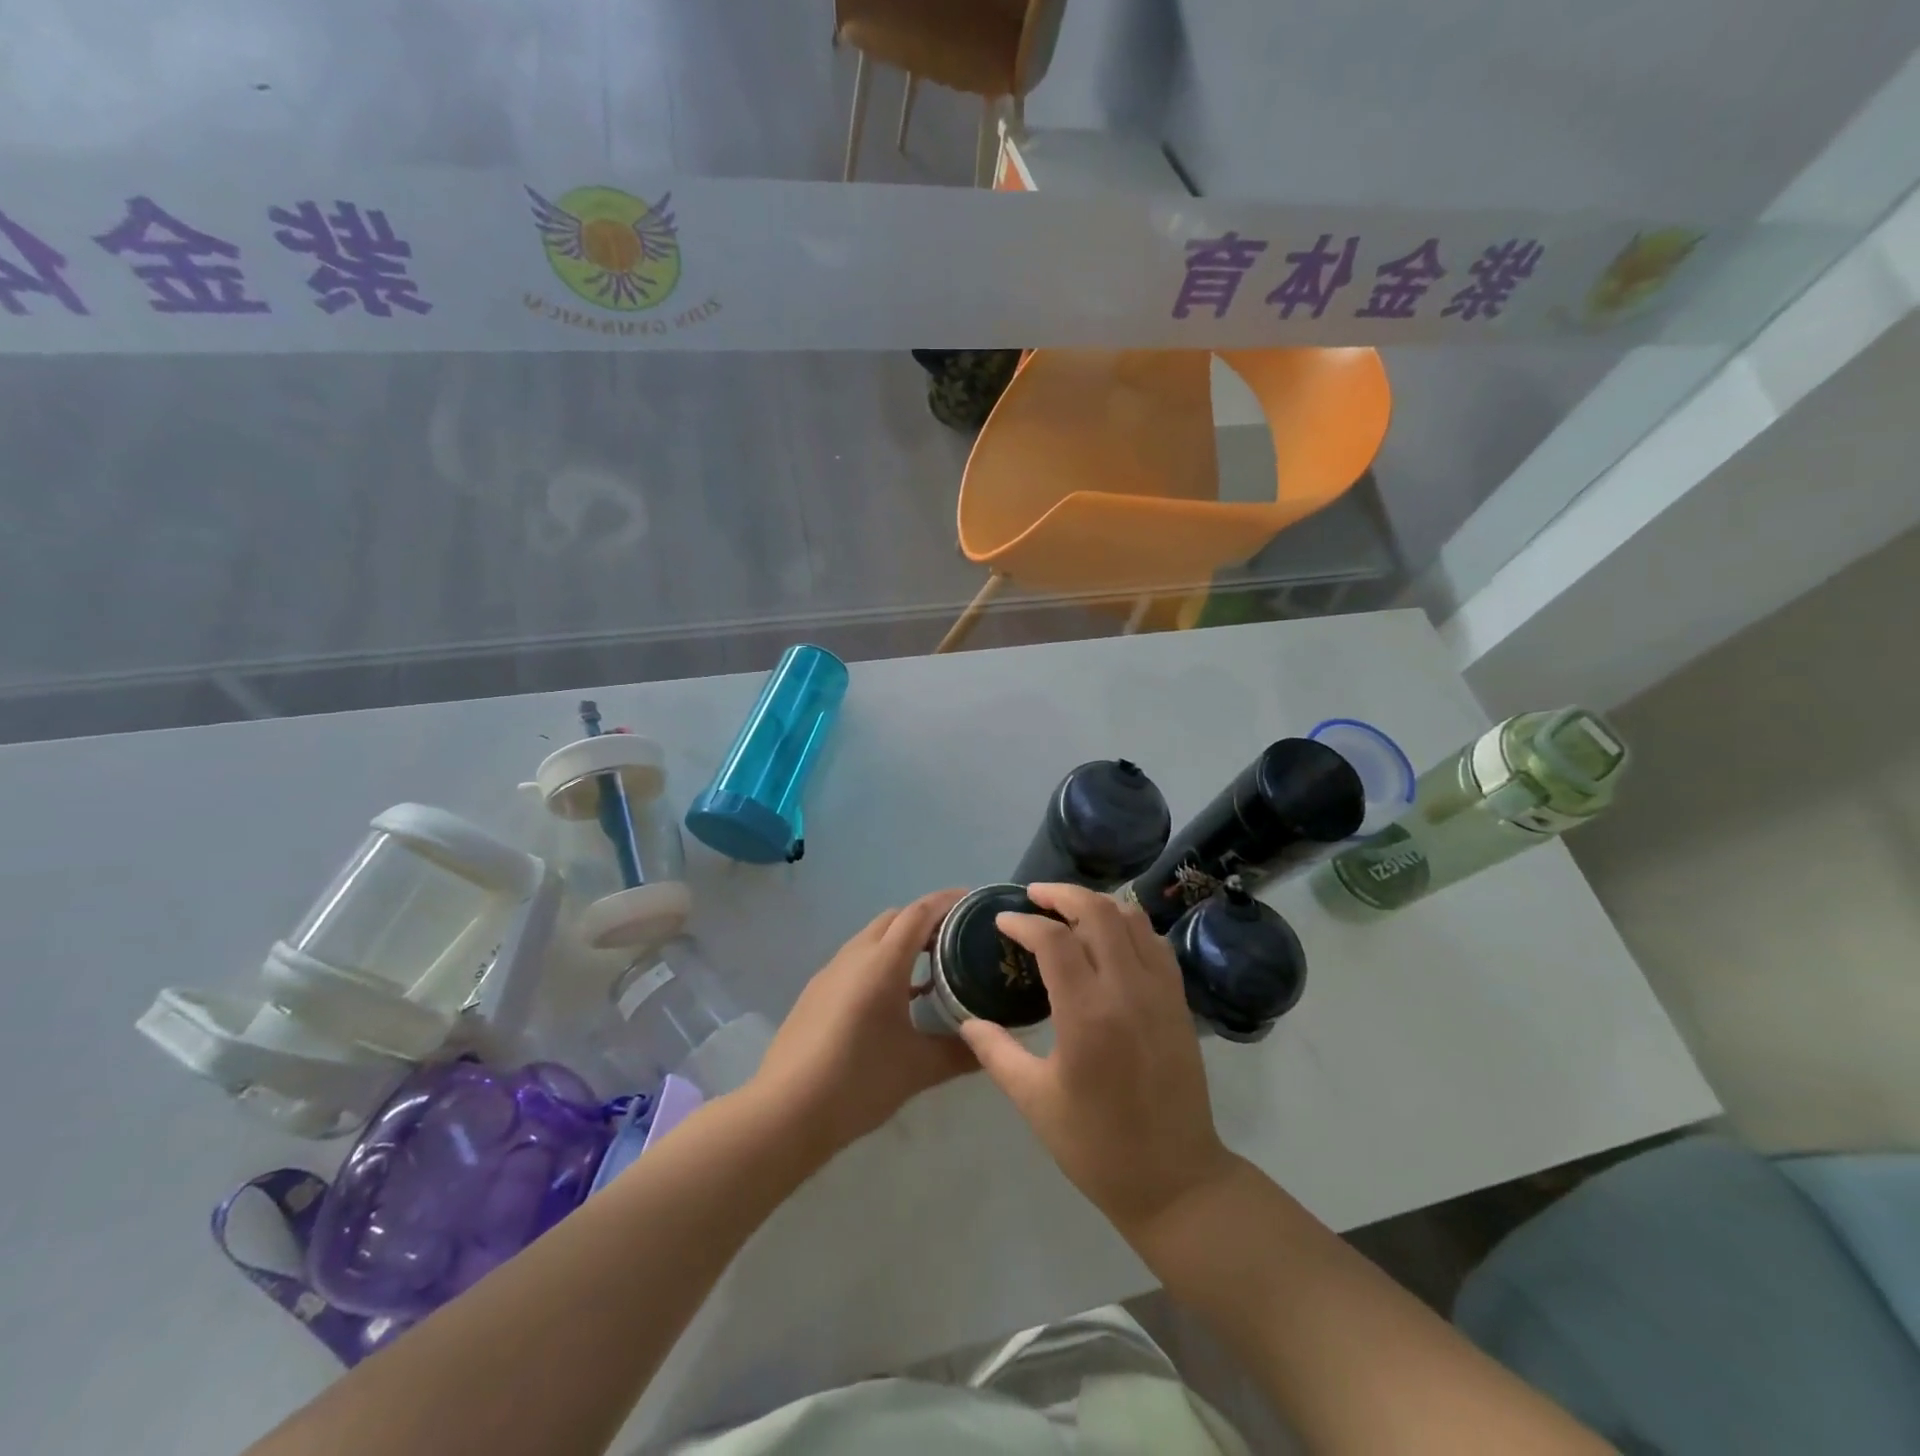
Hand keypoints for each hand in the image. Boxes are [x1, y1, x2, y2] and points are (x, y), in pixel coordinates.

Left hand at [750, 889, 974, 1156]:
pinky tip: (893, 999)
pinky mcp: (815, 993)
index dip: (947, 901)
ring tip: (930, 967)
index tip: (973, 902)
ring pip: (871, 938)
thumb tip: (993, 1047)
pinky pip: (855, 961)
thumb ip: (961, 1054)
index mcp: (882, 963)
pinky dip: (880, 962)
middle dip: (926, 918)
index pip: (919, 913)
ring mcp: (830, 973)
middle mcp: (855, 957)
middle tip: (957, 937)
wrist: (785, 1112)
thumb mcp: (918, 1070)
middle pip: (895, 918)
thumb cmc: (858, 1081)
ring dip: (901, 941)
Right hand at [959, 883, 1239, 1237]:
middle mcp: (1128, 990)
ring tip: (1068, 909)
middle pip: (1098, 911)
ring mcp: (1160, 992)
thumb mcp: (1034, 1100)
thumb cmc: (1097, 1145)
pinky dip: (1129, 925)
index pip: (1053, 940)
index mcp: (1087, 1015)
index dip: (1023, 922)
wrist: (1175, 1180)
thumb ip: (996, 1052)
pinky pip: (1155, 942)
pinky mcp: (1179, 1001)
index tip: (1002, 921)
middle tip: (1034, 896)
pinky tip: (1109, 937)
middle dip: (1062, 893)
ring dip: (1097, 904)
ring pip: (1132, 919)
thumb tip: (965, 1019)